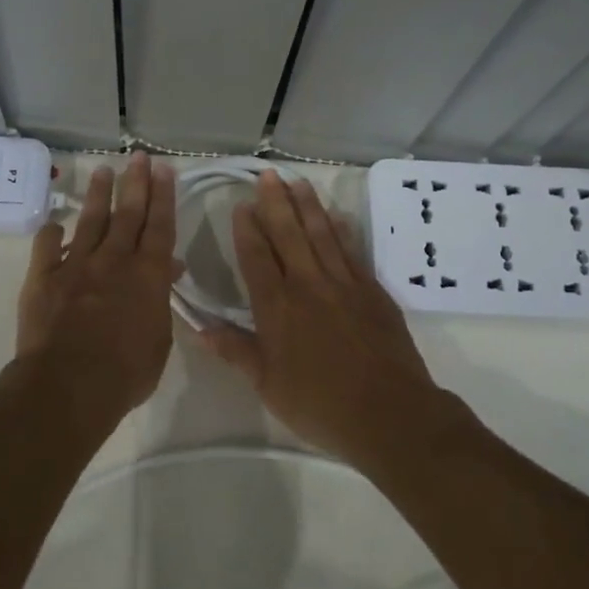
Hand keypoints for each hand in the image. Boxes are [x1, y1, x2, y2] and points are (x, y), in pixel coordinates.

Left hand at [16, 153, 178, 419]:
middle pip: (128, 214)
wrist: (68, 385)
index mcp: (148, 275)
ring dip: (99, 195)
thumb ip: (161, 301)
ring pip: (90, 221)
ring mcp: (75, 265)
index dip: (163, 196)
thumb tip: (168, 270)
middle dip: (135, 182)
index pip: (160, 227)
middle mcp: (114, 260)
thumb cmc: (125, 373)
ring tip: (103, 170)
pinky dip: (51, 232)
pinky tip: (54, 223)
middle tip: (138, 157)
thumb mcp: (159, 341)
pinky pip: (46, 246)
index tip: (163, 169)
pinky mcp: (43, 278)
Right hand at [195, 171, 469, 465]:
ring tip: (298, 182)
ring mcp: (344, 285)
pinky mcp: (373, 291)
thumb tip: (199, 326)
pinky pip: (353, 251)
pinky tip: (337, 216)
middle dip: (276, 203)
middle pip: (289, 235)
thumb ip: (235, 350)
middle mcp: (308, 285)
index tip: (241, 206)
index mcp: (277, 308)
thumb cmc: (320, 404)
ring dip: (308, 206)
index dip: (247, 230)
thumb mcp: (267, 384)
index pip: (256, 258)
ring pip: (322, 235)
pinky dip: (342, 230)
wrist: (389, 413)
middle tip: (267, 175)